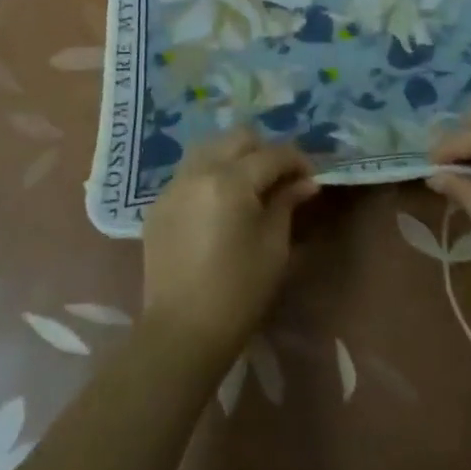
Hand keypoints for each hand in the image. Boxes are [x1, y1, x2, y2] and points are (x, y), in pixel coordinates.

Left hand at [142, 128, 319, 358]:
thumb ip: (287, 203)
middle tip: (280, 178)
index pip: (272, 154)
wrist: (182, 331)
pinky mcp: (159, 205)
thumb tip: (305, 182)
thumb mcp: (273, 246)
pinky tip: (220, 204)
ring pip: (209, 148)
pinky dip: (210, 175)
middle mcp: (198, 172)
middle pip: (238, 138)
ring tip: (249, 185)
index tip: (311, 178)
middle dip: (264, 150)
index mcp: (230, 180)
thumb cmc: (239, 291)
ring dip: (234, 157)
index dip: (297, 161)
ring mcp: (173, 186)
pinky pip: (189, 173)